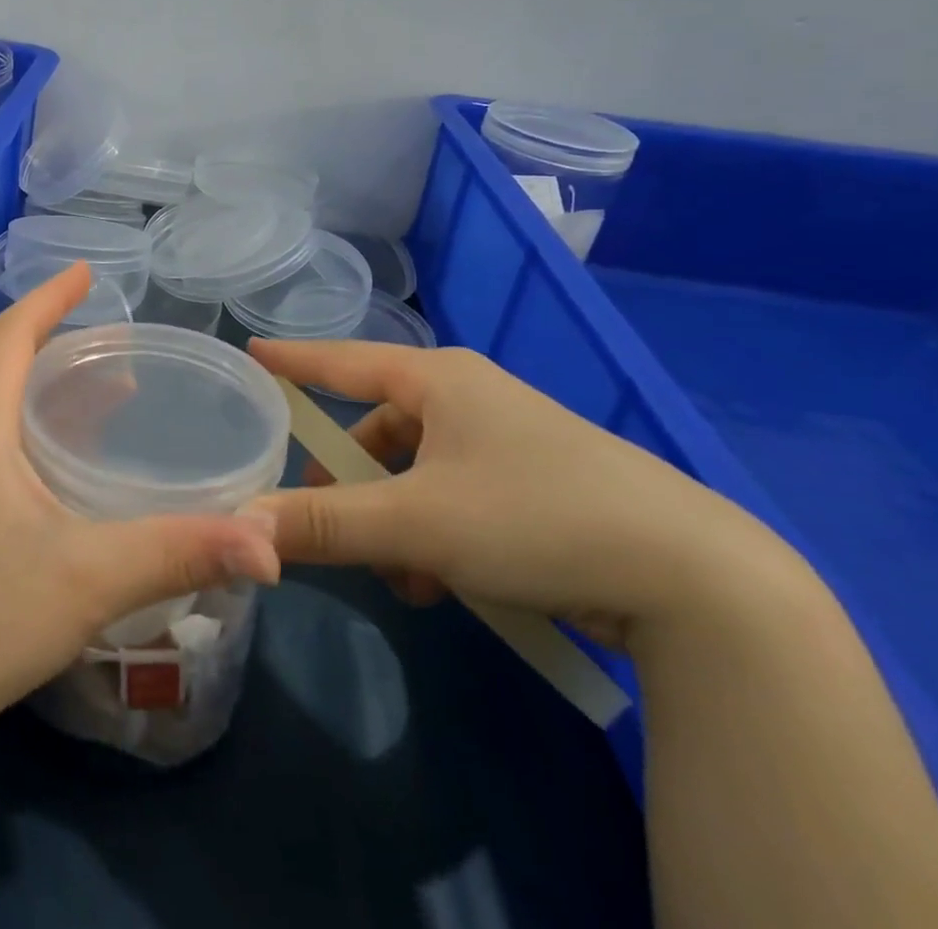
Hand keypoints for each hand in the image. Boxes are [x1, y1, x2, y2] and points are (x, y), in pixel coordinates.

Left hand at [0, 263, 280, 742]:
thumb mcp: (93, 577)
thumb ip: (181, 551)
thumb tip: (269, 542)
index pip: (8, 338)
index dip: (47, 299)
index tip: (88, 274)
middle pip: (9, 367)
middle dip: (63, 341)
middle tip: (122, 336)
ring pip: (10, 409)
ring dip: (60, 390)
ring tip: (121, 388)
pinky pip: (10, 445)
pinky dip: (51, 430)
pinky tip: (87, 460)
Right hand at [246, 339, 783, 646]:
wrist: (696, 578)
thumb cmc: (536, 517)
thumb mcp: (418, 524)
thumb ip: (324, 524)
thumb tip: (241, 526)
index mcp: (439, 379)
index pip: (342, 359)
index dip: (294, 360)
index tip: (252, 352)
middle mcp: (469, 396)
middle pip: (378, 429)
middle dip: (350, 481)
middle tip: (322, 521)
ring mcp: (507, 440)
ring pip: (417, 472)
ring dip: (395, 521)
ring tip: (399, 576)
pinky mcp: (537, 483)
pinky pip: (456, 496)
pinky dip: (436, 534)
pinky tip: (445, 585)